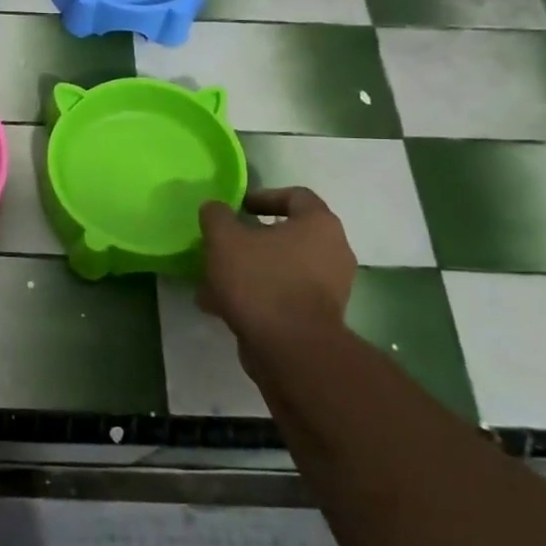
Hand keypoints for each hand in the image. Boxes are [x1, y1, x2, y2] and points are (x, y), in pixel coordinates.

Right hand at [198, 187, 355, 350]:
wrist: (292, 349)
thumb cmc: (261, 281)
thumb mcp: (225, 239)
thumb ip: (216, 216)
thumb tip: (214, 208)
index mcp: (319, 224)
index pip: (296, 196)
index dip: (262, 196)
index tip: (236, 209)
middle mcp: (333, 252)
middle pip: (286, 235)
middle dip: (249, 240)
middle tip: (221, 246)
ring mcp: (329, 288)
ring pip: (280, 268)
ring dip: (248, 271)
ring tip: (213, 281)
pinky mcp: (318, 318)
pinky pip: (282, 296)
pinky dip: (256, 296)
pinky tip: (222, 307)